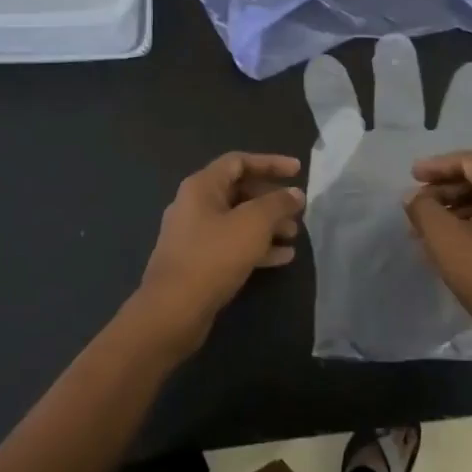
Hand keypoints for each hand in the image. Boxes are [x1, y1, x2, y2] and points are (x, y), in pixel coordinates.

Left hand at [130, 151, 305, 359]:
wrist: (173, 310)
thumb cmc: (213, 256)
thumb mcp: (253, 224)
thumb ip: (277, 204)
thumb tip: (295, 193)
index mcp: (202, 186)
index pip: (239, 161)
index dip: (270, 162)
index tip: (298, 171)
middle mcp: (194, 205)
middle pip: (239, 191)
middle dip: (271, 199)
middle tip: (297, 211)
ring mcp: (194, 235)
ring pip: (237, 220)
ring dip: (267, 225)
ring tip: (294, 235)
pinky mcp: (198, 262)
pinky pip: (232, 244)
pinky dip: (257, 246)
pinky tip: (283, 258)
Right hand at [403, 152, 471, 371]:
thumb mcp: (444, 239)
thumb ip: (423, 208)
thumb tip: (415, 197)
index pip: (469, 161)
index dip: (437, 166)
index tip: (411, 176)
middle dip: (444, 191)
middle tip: (416, 206)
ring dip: (456, 212)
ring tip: (426, 231)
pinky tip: (451, 249)